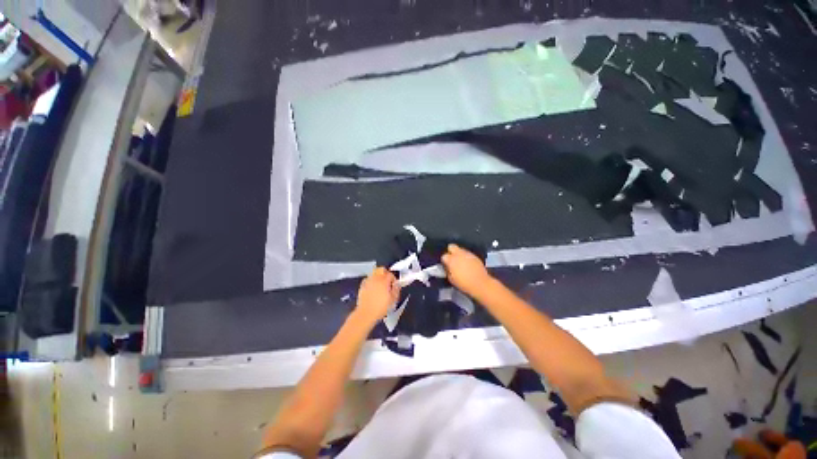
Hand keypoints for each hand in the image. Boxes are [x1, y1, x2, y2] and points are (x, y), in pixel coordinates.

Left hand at [354, 267, 399, 324]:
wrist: (366, 313)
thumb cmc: (380, 307)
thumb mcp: (393, 300)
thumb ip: (396, 289)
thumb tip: (397, 284)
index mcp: (384, 281)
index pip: (390, 274)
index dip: (393, 279)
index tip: (394, 284)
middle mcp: (375, 279)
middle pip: (381, 269)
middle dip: (385, 273)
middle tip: (387, 280)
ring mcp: (368, 281)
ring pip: (374, 272)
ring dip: (378, 276)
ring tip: (380, 283)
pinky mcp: (362, 286)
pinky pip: (368, 278)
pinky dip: (371, 280)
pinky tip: (373, 287)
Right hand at [441, 244, 492, 296]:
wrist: (480, 284)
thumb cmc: (464, 283)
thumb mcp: (451, 279)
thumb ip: (447, 270)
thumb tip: (447, 267)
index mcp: (451, 260)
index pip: (444, 256)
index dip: (444, 260)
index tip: (446, 265)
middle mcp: (459, 254)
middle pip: (451, 246)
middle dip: (450, 251)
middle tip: (452, 259)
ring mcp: (467, 254)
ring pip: (460, 249)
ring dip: (459, 254)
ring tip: (460, 262)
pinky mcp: (474, 256)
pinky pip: (468, 253)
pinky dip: (466, 257)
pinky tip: (467, 263)